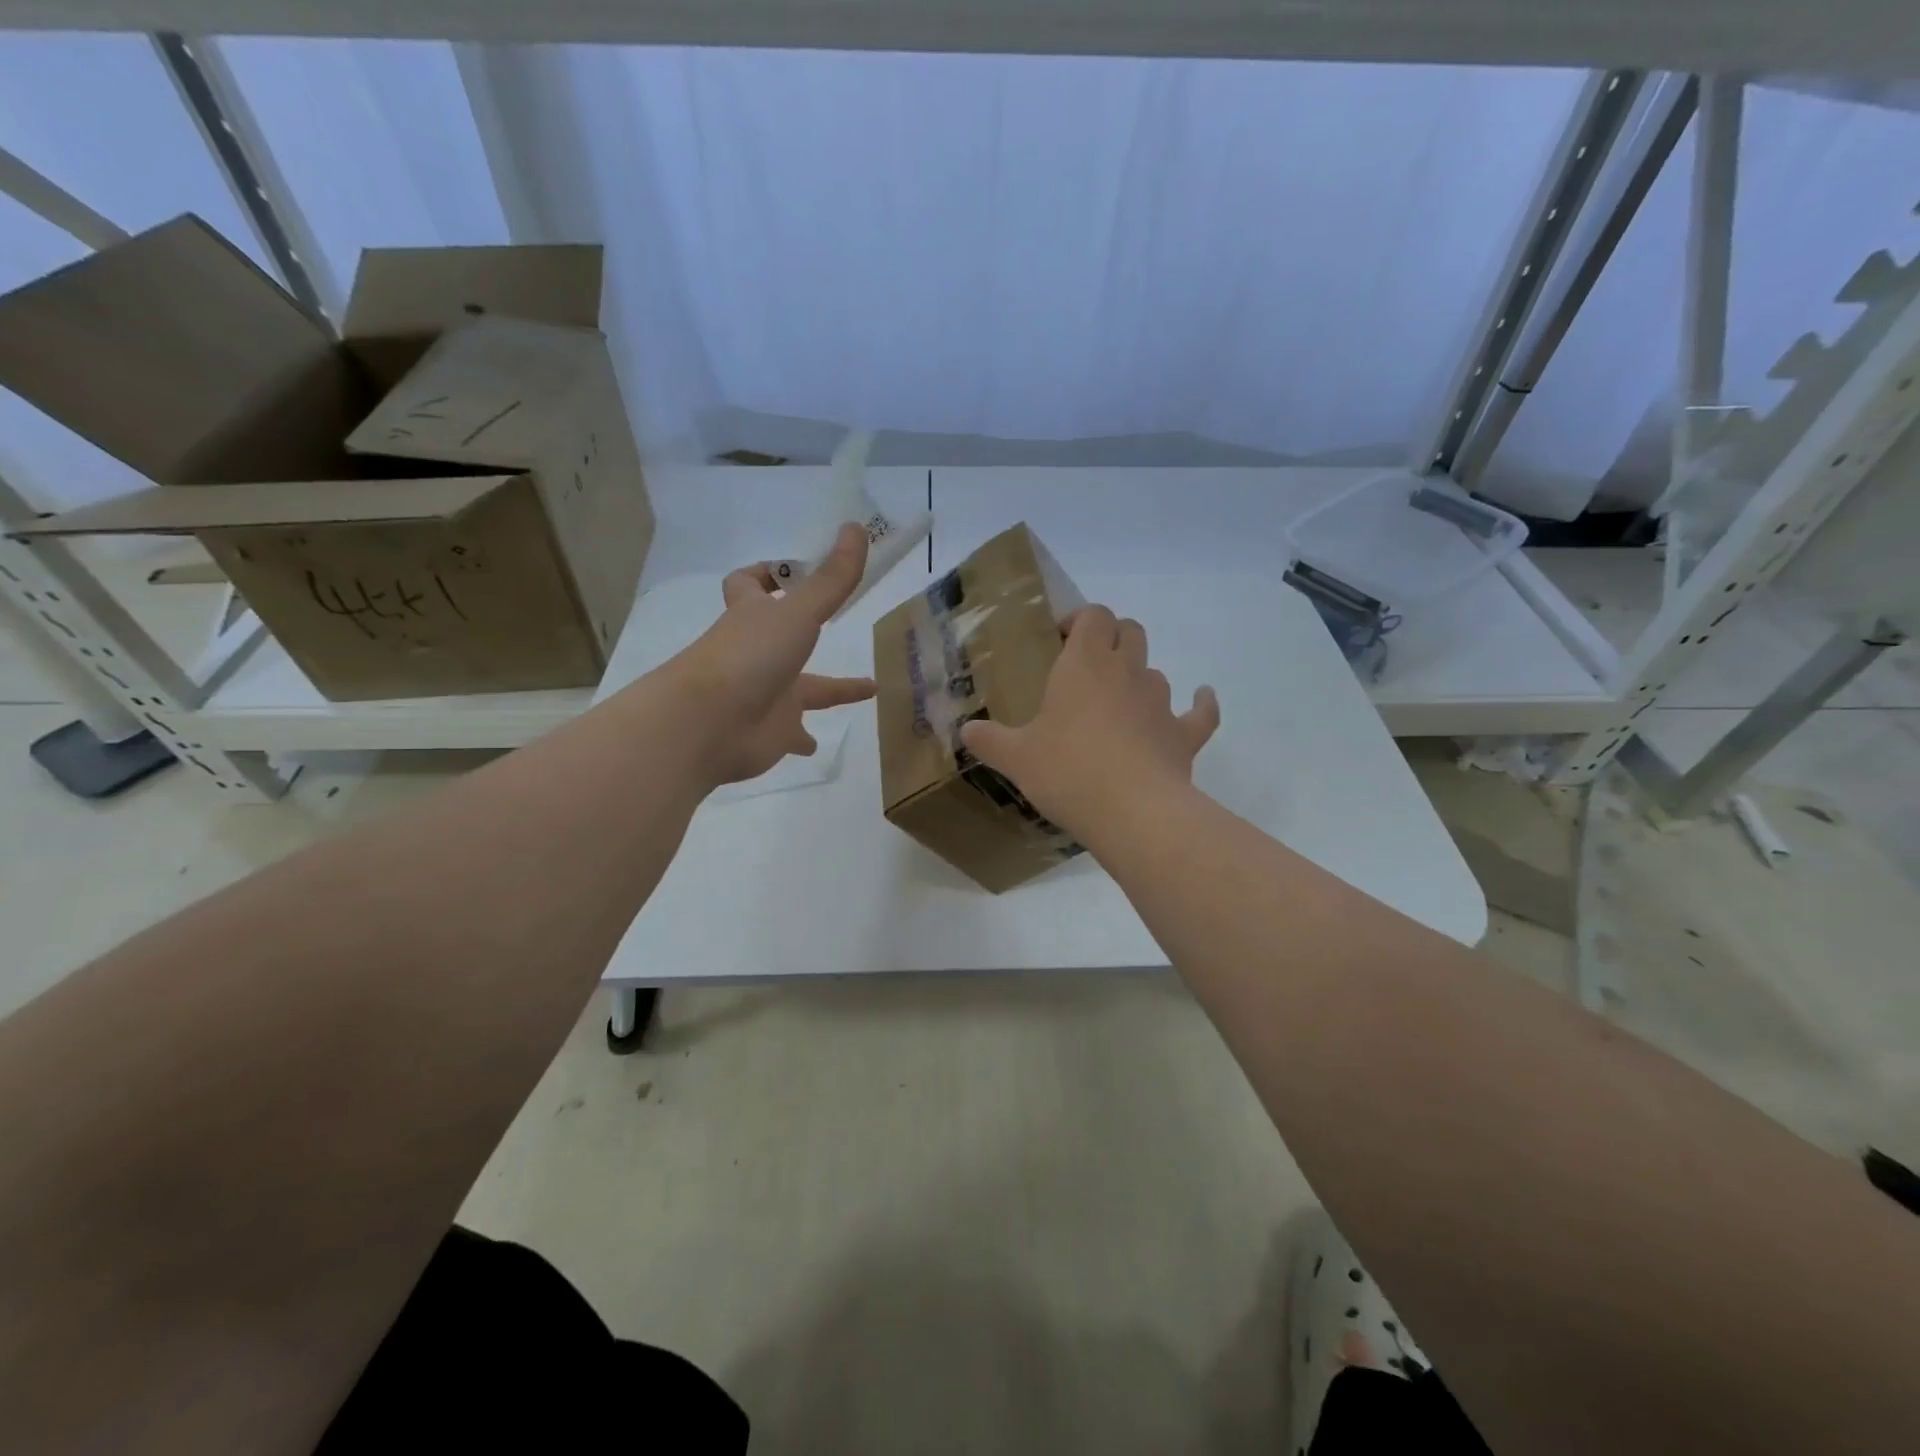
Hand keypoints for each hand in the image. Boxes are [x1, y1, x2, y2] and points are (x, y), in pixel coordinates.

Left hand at [667, 523, 877, 784]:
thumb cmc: (750, 657)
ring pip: (801, 691)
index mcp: (754, 618)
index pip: (748, 585)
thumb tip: (856, 528)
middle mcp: (757, 654)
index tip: (792, 573)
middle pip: (783, 636)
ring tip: (869, 690)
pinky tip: (818, 744)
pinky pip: (792, 735)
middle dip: (809, 629)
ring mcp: (765, 695)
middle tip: (840, 622)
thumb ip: (832, 579)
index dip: (767, 575)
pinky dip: (804, 739)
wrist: (708, 725)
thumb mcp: (798, 613)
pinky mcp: (771, 734)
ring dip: (826, 691)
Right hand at [959, 606, 1218, 838]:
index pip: (1092, 616)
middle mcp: (1126, 672)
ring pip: (1155, 671)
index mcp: (1084, 665)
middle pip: (1130, 631)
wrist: (1132, 811)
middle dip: (1112, 638)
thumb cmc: (1067, 771)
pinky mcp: (1184, 735)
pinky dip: (1200, 705)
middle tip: (1088, 665)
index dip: (1079, 619)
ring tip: (1119, 702)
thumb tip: (965, 732)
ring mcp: (1160, 702)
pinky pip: (1201, 712)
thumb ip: (989, 740)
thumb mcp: (1016, 757)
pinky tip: (1199, 700)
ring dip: (1139, 677)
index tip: (1059, 639)